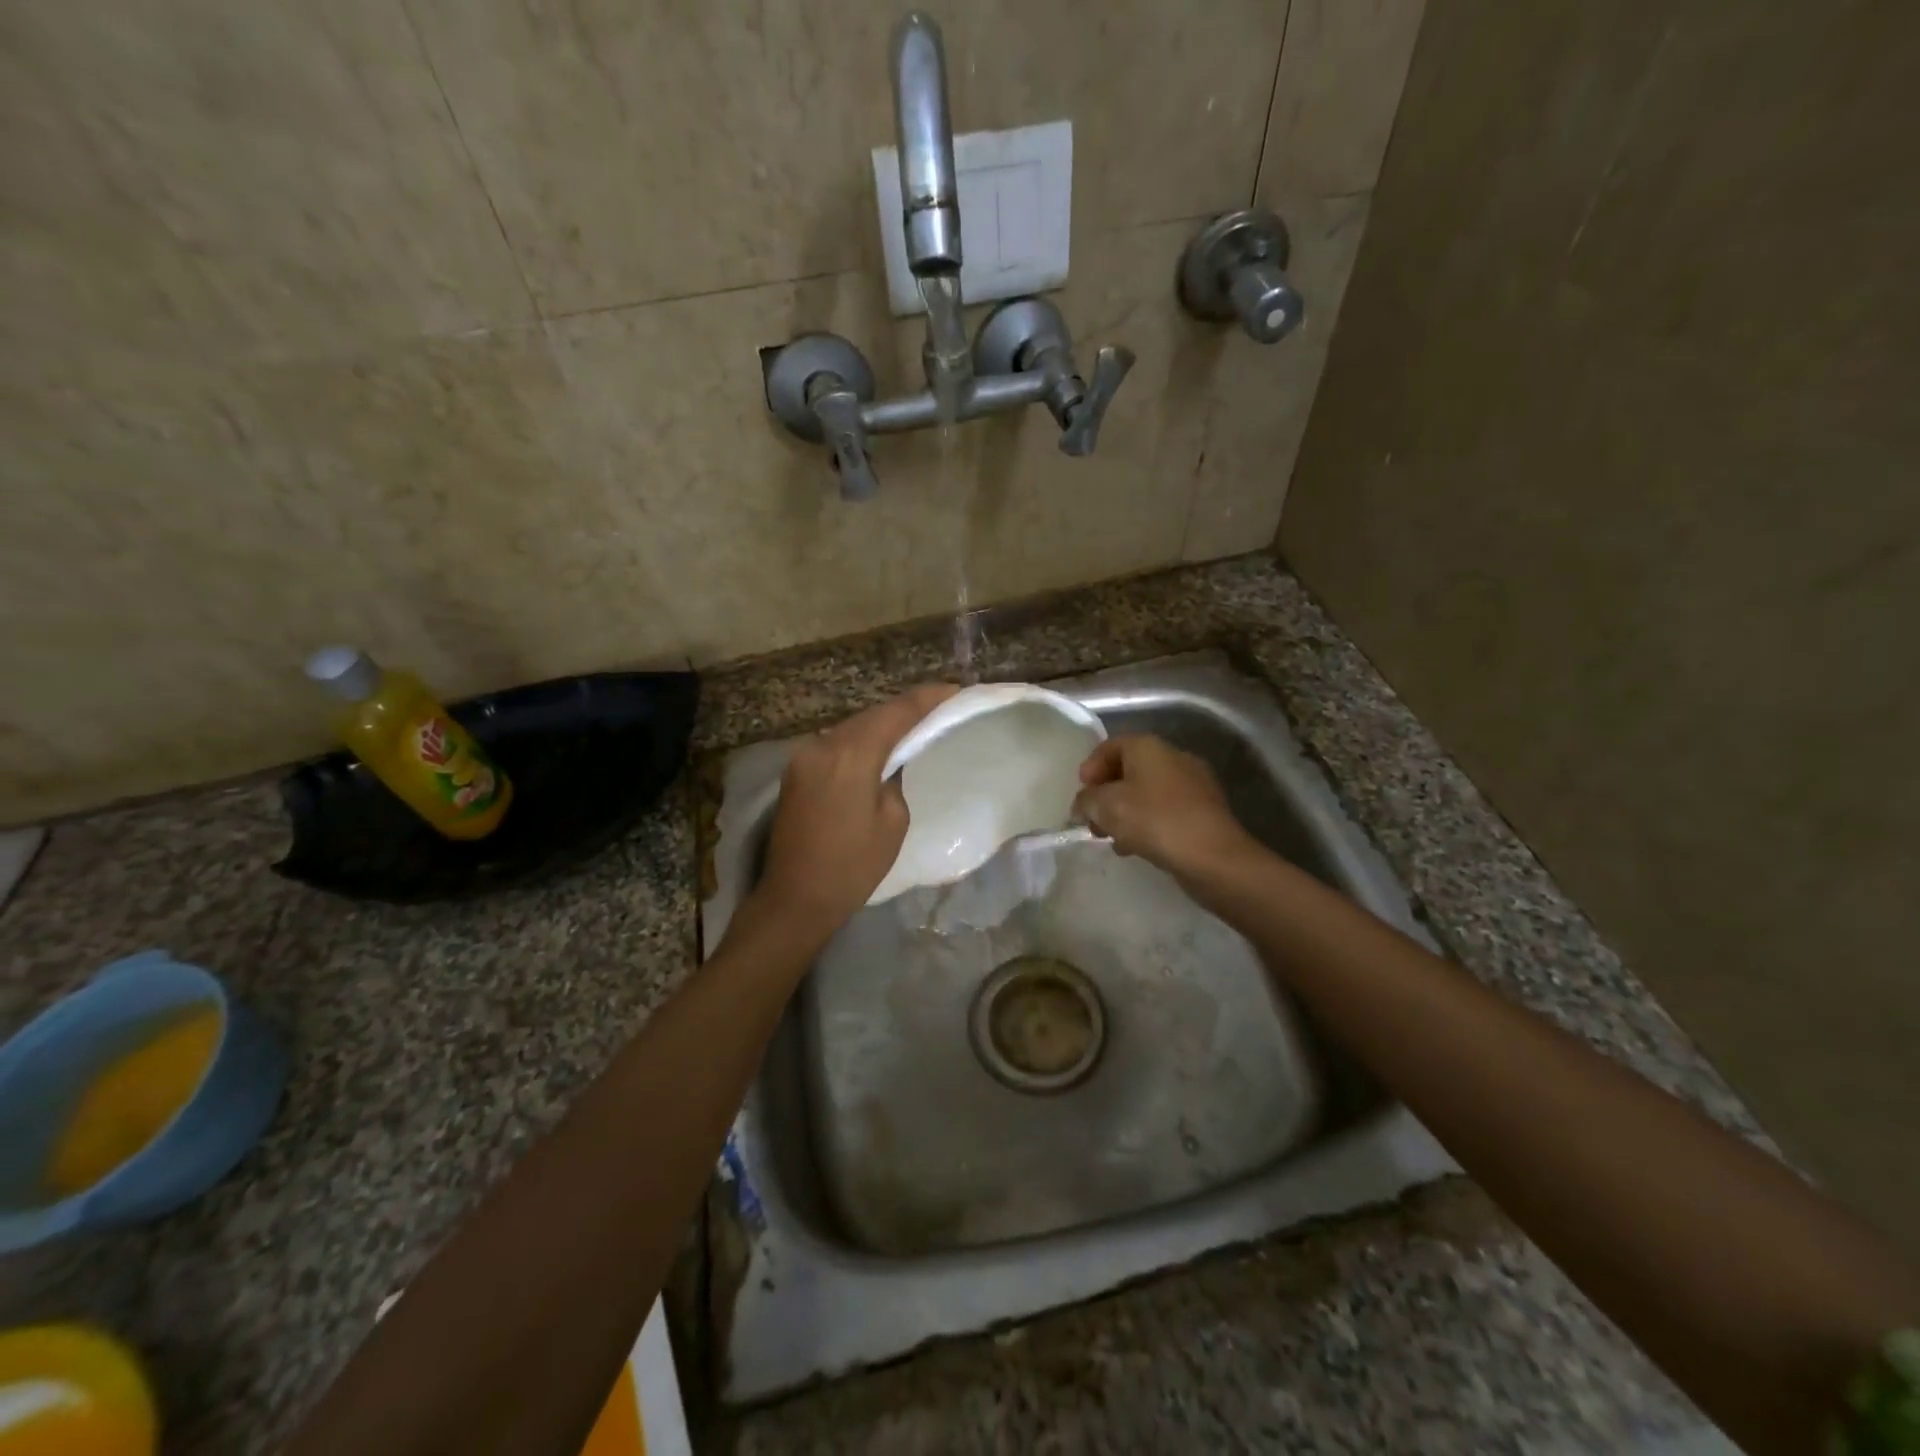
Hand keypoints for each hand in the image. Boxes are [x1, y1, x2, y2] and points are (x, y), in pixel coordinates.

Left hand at [755, 683, 958, 935]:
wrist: (795, 897)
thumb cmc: (852, 867)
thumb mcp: (893, 822)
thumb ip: (895, 778)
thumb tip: (891, 762)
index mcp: (851, 755)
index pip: (896, 712)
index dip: (927, 698)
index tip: (954, 690)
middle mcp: (822, 745)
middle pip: (871, 715)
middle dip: (904, 710)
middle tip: (937, 708)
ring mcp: (803, 756)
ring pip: (851, 727)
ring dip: (880, 725)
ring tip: (912, 727)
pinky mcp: (795, 770)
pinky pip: (835, 744)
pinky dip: (860, 741)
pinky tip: (878, 748)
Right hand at [1073, 735, 1253, 881]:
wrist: (1213, 856)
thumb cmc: (1154, 821)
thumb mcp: (1106, 808)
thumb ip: (1086, 801)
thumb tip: (1082, 805)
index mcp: (1149, 747)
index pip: (1109, 746)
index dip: (1090, 769)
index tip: (1081, 795)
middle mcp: (1173, 757)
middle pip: (1128, 770)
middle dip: (1106, 795)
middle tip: (1093, 820)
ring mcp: (1192, 784)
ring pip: (1146, 793)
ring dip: (1125, 812)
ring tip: (1113, 839)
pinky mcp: (1203, 811)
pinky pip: (1164, 811)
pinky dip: (1147, 824)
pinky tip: (1137, 848)